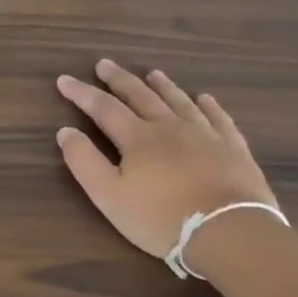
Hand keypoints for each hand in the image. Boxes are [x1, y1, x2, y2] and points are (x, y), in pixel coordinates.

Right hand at [56, 60, 277, 261]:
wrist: (229, 232)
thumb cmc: (160, 217)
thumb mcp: (108, 195)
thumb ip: (84, 161)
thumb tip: (66, 131)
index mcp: (137, 138)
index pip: (103, 107)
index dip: (81, 93)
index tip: (64, 80)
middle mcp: (170, 128)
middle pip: (141, 96)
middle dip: (119, 80)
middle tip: (105, 64)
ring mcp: (206, 136)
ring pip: (179, 102)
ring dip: (163, 86)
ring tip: (152, 73)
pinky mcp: (233, 149)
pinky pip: (219, 119)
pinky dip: (209, 106)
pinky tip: (205, 98)